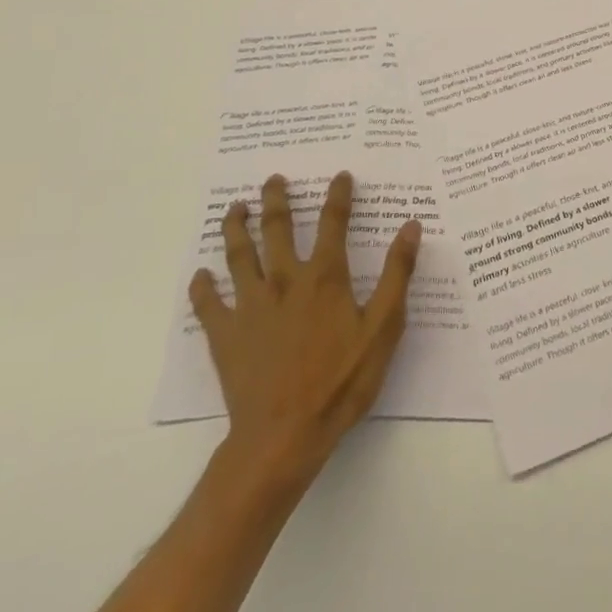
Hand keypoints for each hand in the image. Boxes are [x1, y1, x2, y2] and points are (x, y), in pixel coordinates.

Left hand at [190, 171, 421, 483]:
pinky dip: (203, 288)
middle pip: (277, 229)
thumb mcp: (384, 327)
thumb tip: (410, 226)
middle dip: (276, 200)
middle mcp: (284, 280)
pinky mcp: (225, 336)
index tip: (340, 176)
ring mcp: (250, 307)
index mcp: (324, 277)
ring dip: (236, 228)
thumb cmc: (341, 381)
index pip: (333, 223)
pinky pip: (208, 305)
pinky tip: (201, 276)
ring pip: (239, 256)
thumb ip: (397, 274)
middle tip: (273, 179)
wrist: (284, 436)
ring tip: (234, 209)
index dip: (338, 196)